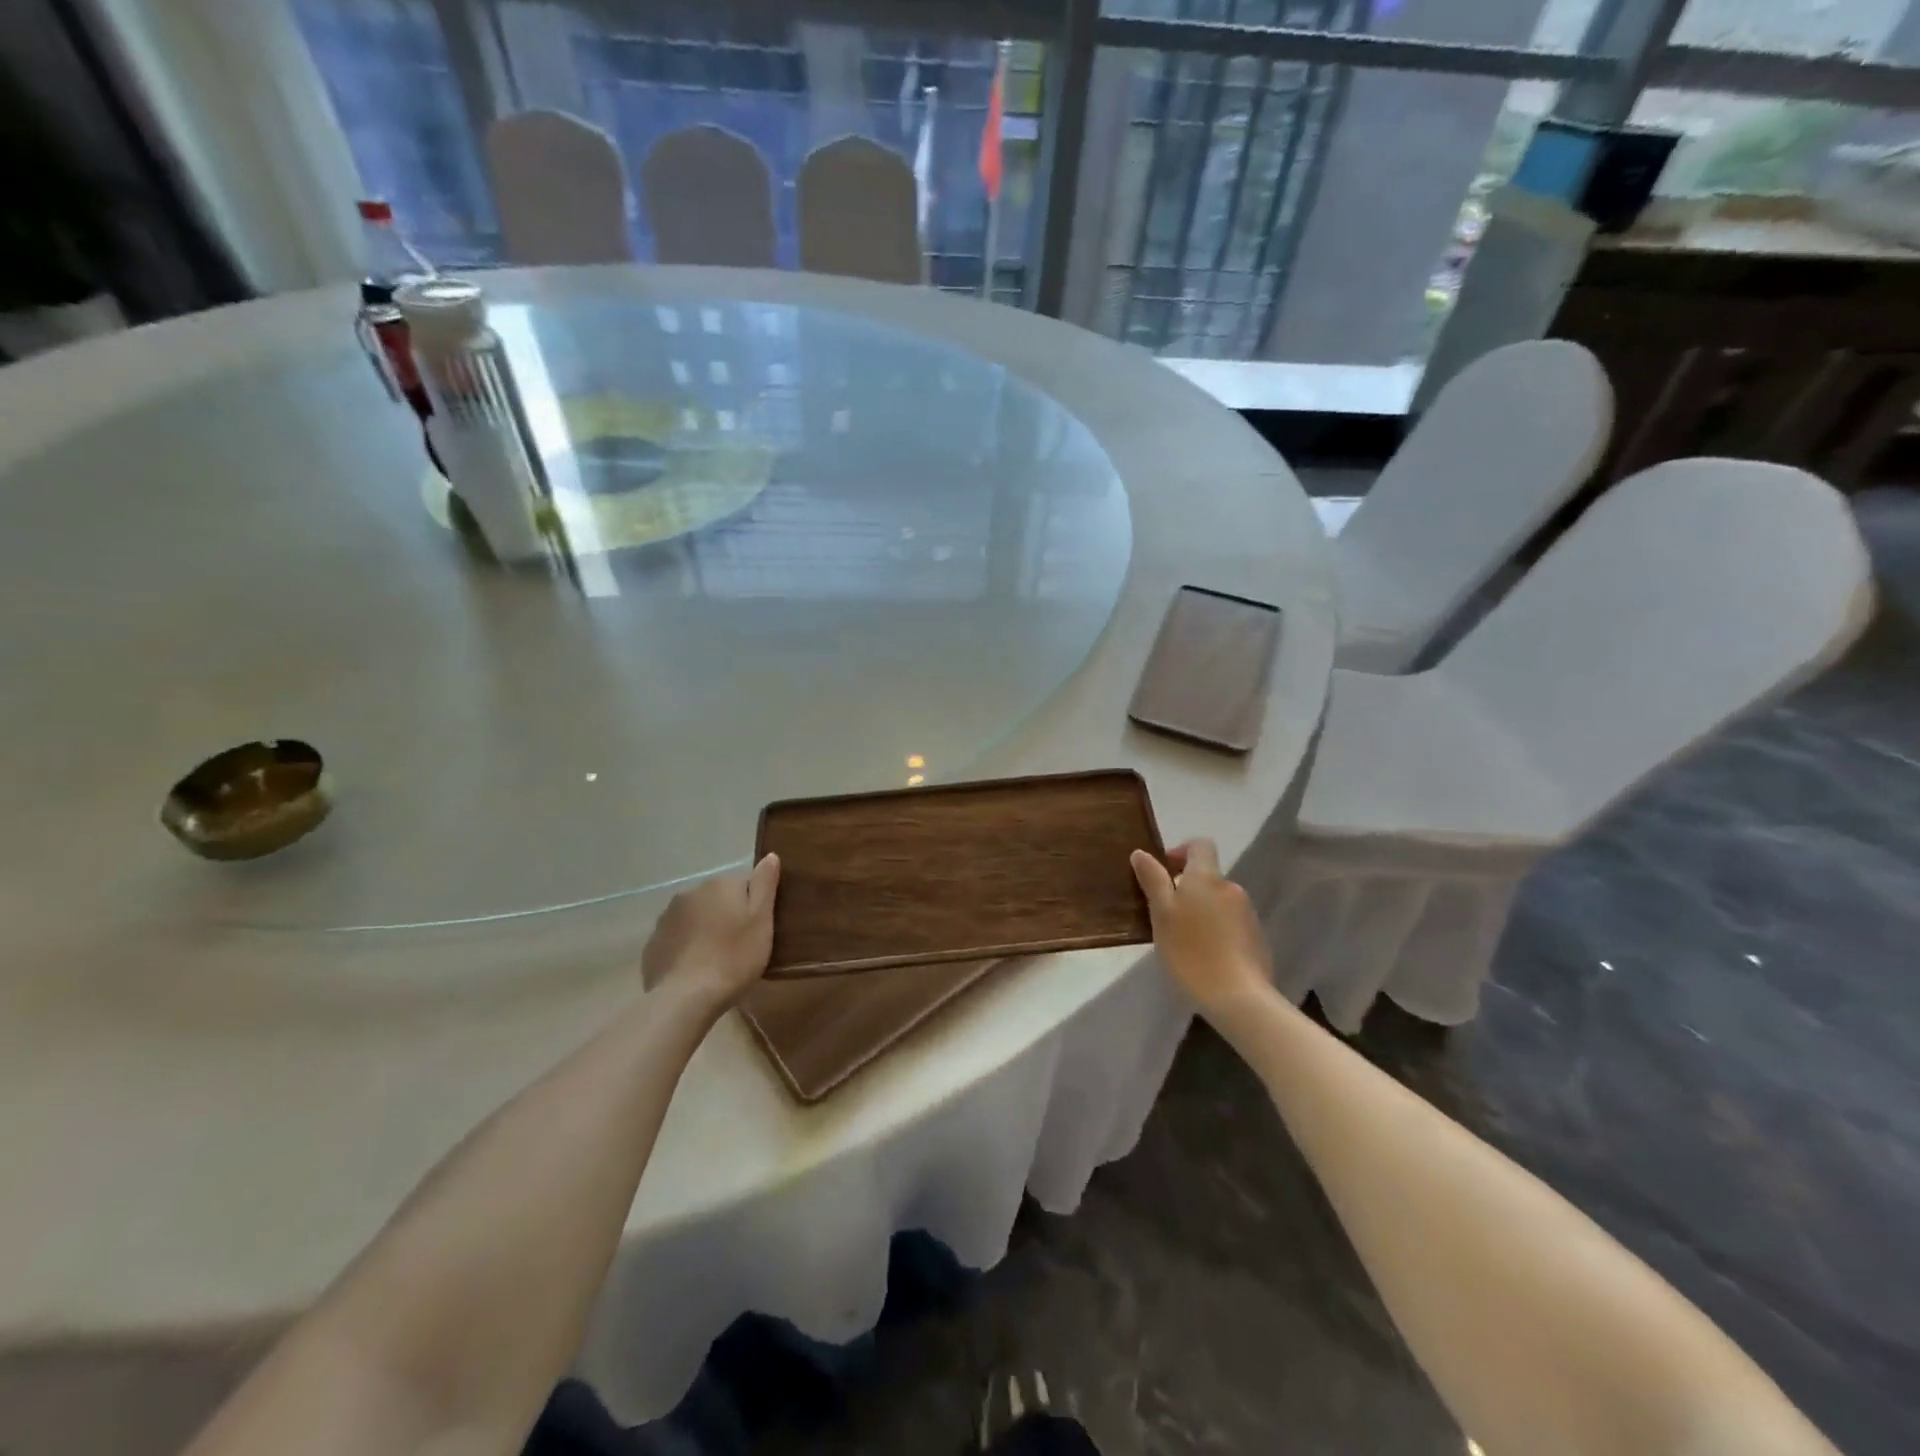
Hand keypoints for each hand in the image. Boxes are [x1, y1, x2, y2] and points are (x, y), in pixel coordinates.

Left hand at [641, 853, 780, 1009]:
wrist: (687, 998)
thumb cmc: (734, 957)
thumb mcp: (761, 920)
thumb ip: (765, 884)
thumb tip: (770, 855)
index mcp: (719, 885)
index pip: (743, 886)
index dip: (753, 908)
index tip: (757, 931)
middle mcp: (689, 893)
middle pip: (717, 900)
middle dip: (727, 917)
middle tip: (739, 947)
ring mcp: (666, 918)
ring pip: (695, 918)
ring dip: (705, 930)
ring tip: (716, 961)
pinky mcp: (653, 944)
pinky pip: (677, 939)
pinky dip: (686, 948)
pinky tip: (695, 970)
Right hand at [1130, 839, 1272, 1016]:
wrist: (1238, 997)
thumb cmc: (1190, 951)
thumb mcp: (1161, 914)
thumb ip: (1153, 880)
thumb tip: (1141, 853)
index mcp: (1206, 877)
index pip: (1200, 845)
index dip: (1181, 851)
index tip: (1163, 872)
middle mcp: (1231, 888)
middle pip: (1207, 876)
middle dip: (1186, 888)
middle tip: (1165, 915)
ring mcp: (1247, 913)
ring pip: (1218, 900)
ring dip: (1200, 910)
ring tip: (1183, 939)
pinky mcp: (1256, 938)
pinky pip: (1230, 922)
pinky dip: (1215, 930)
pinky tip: (1204, 956)